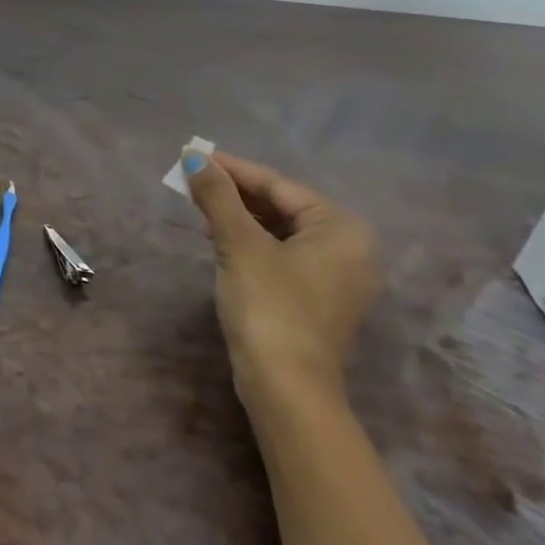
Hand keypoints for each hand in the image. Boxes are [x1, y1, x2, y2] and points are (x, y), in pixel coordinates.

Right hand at [186, 151, 383, 409]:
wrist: (287, 388)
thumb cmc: (270, 306)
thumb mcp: (239, 244)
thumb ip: (217, 196)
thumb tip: (193, 156)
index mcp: (342, 228)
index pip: (279, 185)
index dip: (233, 169)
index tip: (195, 156)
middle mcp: (351, 248)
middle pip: (283, 206)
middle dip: (236, 194)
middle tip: (193, 181)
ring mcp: (338, 278)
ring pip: (281, 231)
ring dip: (241, 218)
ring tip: (201, 208)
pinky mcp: (319, 300)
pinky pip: (284, 255)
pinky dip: (252, 243)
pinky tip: (221, 240)